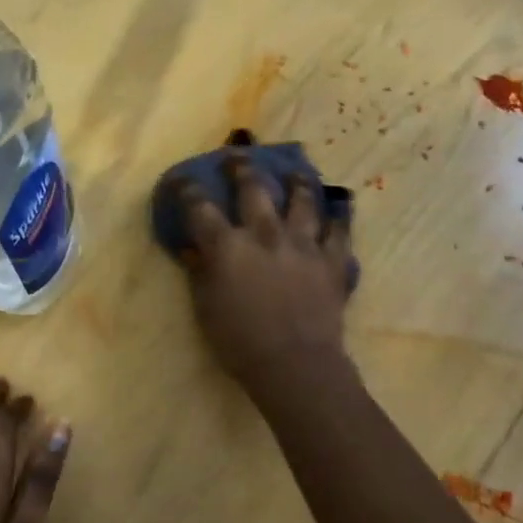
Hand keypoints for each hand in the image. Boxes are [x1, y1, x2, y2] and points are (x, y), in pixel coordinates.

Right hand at [175, 144, 354, 396]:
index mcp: (228, 246)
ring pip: (303, 199)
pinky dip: (339, 217)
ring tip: (295, 171)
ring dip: (297, 181)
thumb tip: (195, 248)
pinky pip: (339, 230)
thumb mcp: (205, 308)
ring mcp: (303, 243)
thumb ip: (200, 272)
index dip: (187, 190)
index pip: (200, 207)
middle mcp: (265, 234)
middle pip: (253, 188)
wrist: (295, 365)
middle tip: (238, 157)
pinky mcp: (332, 259)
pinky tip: (340, 207)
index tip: (182, 180)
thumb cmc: (240, 342)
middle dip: (242, 168)